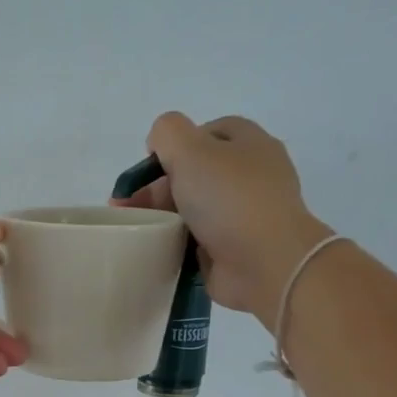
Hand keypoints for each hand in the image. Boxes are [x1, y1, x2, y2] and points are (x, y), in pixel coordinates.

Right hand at [116, 112, 332, 323]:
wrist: (265, 264)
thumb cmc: (229, 200)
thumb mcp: (191, 150)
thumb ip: (168, 133)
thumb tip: (159, 143)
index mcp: (249, 144)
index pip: (208, 132)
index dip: (175, 144)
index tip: (150, 167)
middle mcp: (252, 175)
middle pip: (196, 172)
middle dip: (159, 186)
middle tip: (130, 205)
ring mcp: (246, 214)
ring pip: (195, 208)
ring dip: (164, 216)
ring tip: (136, 229)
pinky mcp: (236, 248)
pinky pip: (198, 239)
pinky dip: (177, 242)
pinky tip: (158, 248)